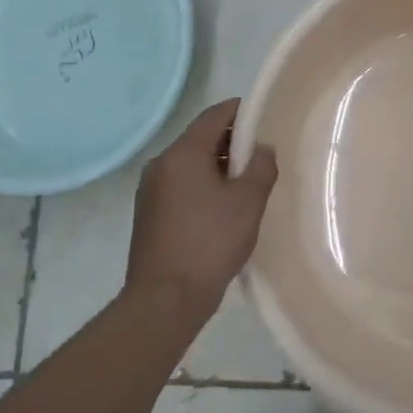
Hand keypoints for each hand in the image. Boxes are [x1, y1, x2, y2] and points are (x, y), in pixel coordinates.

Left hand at [125, 99, 279, 319]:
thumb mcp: (248, 201)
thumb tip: (261, 149)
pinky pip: (180, 186)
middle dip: (231, 142)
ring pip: (190, 164)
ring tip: (246, 185)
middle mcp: (161, 164)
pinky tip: (222, 208)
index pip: (214, 115)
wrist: (164, 300)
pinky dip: (202, 186)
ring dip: (217, 167)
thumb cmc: (210, 242)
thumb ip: (261, 166)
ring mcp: (150, 191)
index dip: (241, 112)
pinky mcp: (148, 215)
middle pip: (200, 138)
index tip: (264, 118)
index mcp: (182, 153)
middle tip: (261, 156)